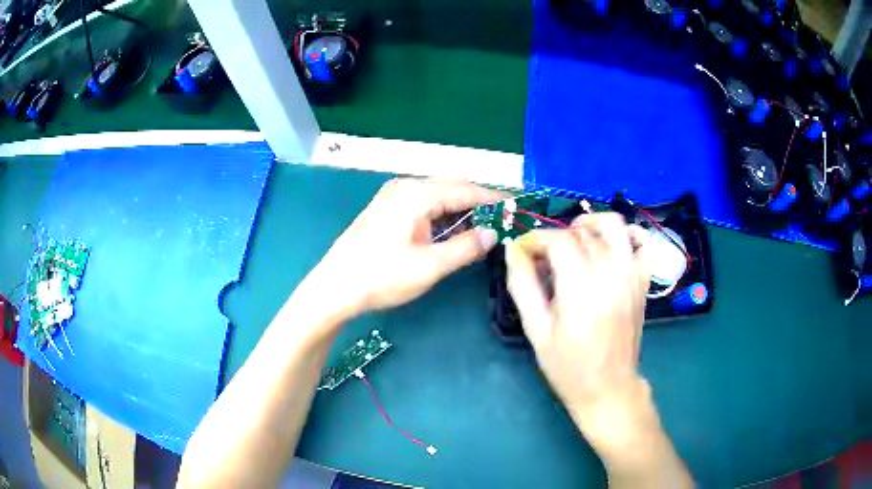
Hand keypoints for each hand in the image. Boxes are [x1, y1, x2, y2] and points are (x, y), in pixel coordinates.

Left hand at [300, 178, 501, 322]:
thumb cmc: (380, 277)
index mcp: (417, 194)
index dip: (494, 199)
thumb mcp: (429, 266)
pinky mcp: (387, 210)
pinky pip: (424, 205)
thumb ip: (465, 247)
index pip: (466, 190)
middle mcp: (405, 187)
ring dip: (461, 210)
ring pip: (438, 196)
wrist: (334, 288)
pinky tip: (453, 231)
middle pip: (453, 187)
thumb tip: (492, 234)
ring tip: (483, 229)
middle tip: (502, 222)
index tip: (517, 209)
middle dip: (479, 202)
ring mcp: (393, 197)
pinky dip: (443, 215)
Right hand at [505, 213, 653, 449]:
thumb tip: (513, 249)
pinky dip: (629, 234)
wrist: (608, 388)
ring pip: (614, 225)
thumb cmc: (568, 366)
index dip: (535, 239)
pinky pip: (644, 242)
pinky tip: (611, 247)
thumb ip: (523, 285)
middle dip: (555, 237)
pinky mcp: (643, 281)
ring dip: (591, 224)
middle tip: (542, 260)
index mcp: (581, 287)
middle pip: (581, 232)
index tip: (523, 253)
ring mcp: (632, 274)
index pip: (557, 240)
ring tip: (575, 241)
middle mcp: (610, 272)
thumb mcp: (536, 330)